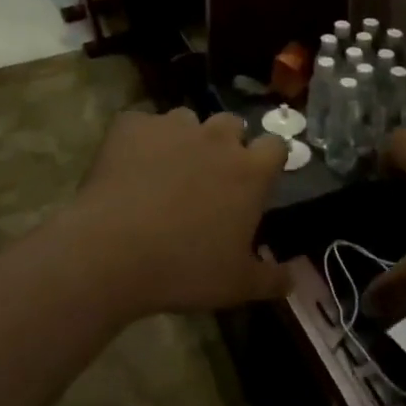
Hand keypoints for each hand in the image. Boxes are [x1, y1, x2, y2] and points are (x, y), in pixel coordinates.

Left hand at [64, 108, 290, 316]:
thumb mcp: (237, 286)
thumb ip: (271, 279)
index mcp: (250, 171)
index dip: (268, 159)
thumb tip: (294, 280)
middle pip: (232, 124)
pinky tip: (128, 167)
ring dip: (183, 139)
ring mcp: (173, 126)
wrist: (112, 252)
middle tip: (210, 176)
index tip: (258, 179)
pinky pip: (142, 125)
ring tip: (166, 170)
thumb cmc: (185, 269)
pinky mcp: (133, 125)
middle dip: (226, 143)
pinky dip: (139, 140)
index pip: (276, 146)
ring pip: (187, 120)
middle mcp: (216, 138)